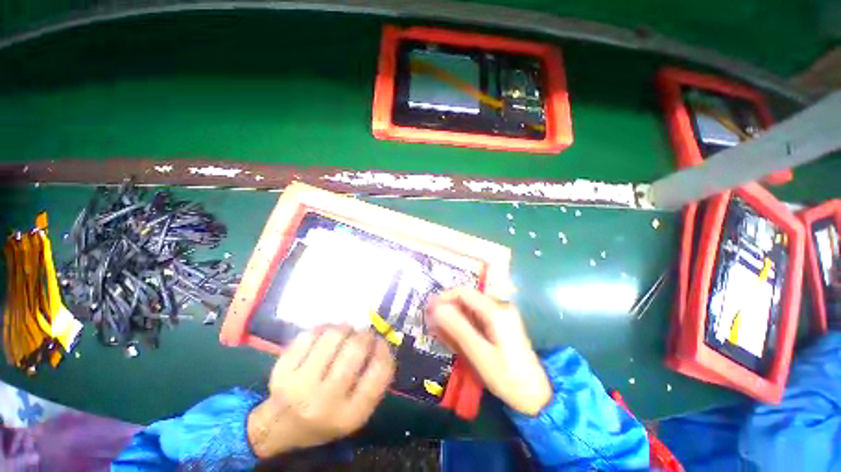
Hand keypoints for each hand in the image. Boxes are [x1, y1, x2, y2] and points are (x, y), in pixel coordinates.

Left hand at [247, 327, 394, 457]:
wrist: (281, 427)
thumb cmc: (327, 417)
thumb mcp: (357, 410)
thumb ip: (375, 380)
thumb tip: (381, 340)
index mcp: (350, 415)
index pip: (379, 371)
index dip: (384, 348)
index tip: (381, 341)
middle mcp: (325, 401)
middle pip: (355, 349)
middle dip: (364, 334)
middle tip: (363, 334)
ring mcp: (300, 385)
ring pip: (333, 336)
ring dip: (345, 328)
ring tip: (345, 332)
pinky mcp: (281, 370)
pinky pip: (310, 334)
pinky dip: (324, 328)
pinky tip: (325, 334)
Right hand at [428, 288, 551, 415]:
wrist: (536, 396)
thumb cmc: (507, 377)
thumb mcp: (479, 353)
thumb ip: (457, 328)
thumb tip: (435, 307)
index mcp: (496, 310)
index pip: (464, 292)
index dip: (444, 297)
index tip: (428, 310)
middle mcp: (499, 307)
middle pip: (467, 300)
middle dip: (448, 309)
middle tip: (431, 324)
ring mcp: (501, 316)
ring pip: (470, 310)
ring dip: (454, 318)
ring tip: (440, 332)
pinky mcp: (501, 325)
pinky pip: (477, 319)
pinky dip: (463, 326)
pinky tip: (454, 338)